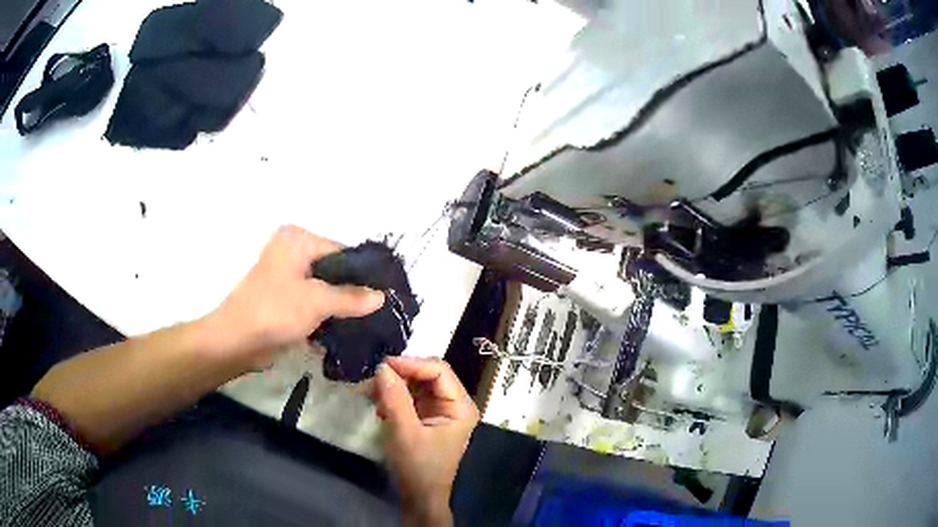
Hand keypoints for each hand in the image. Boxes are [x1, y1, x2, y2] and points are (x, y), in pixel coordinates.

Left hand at [205, 225, 384, 370]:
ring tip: (369, 321)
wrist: (236, 341)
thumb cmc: (274, 311)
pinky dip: (326, 314)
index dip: (365, 273)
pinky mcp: (284, 299)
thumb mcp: (317, 301)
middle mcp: (292, 252)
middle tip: (381, 310)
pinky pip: (313, 302)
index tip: (388, 293)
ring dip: (341, 305)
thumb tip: (383, 296)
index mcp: (298, 240)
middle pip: (334, 270)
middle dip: (354, 291)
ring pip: (325, 288)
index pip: (342, 251)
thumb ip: (352, 297)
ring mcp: (287, 276)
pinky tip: (346, 329)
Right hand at [371, 357, 480, 526]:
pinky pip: (409, 396)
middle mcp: (454, 403)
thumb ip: (395, 399)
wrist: (419, 496)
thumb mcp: (405, 433)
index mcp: (461, 406)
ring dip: (393, 384)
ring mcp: (440, 409)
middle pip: (427, 374)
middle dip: (400, 374)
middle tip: (372, 378)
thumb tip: (382, 367)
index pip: (439, 370)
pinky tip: (378, 405)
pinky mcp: (426, 416)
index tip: (382, 365)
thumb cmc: (419, 467)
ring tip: (370, 392)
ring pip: (416, 383)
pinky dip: (393, 396)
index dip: (412, 364)